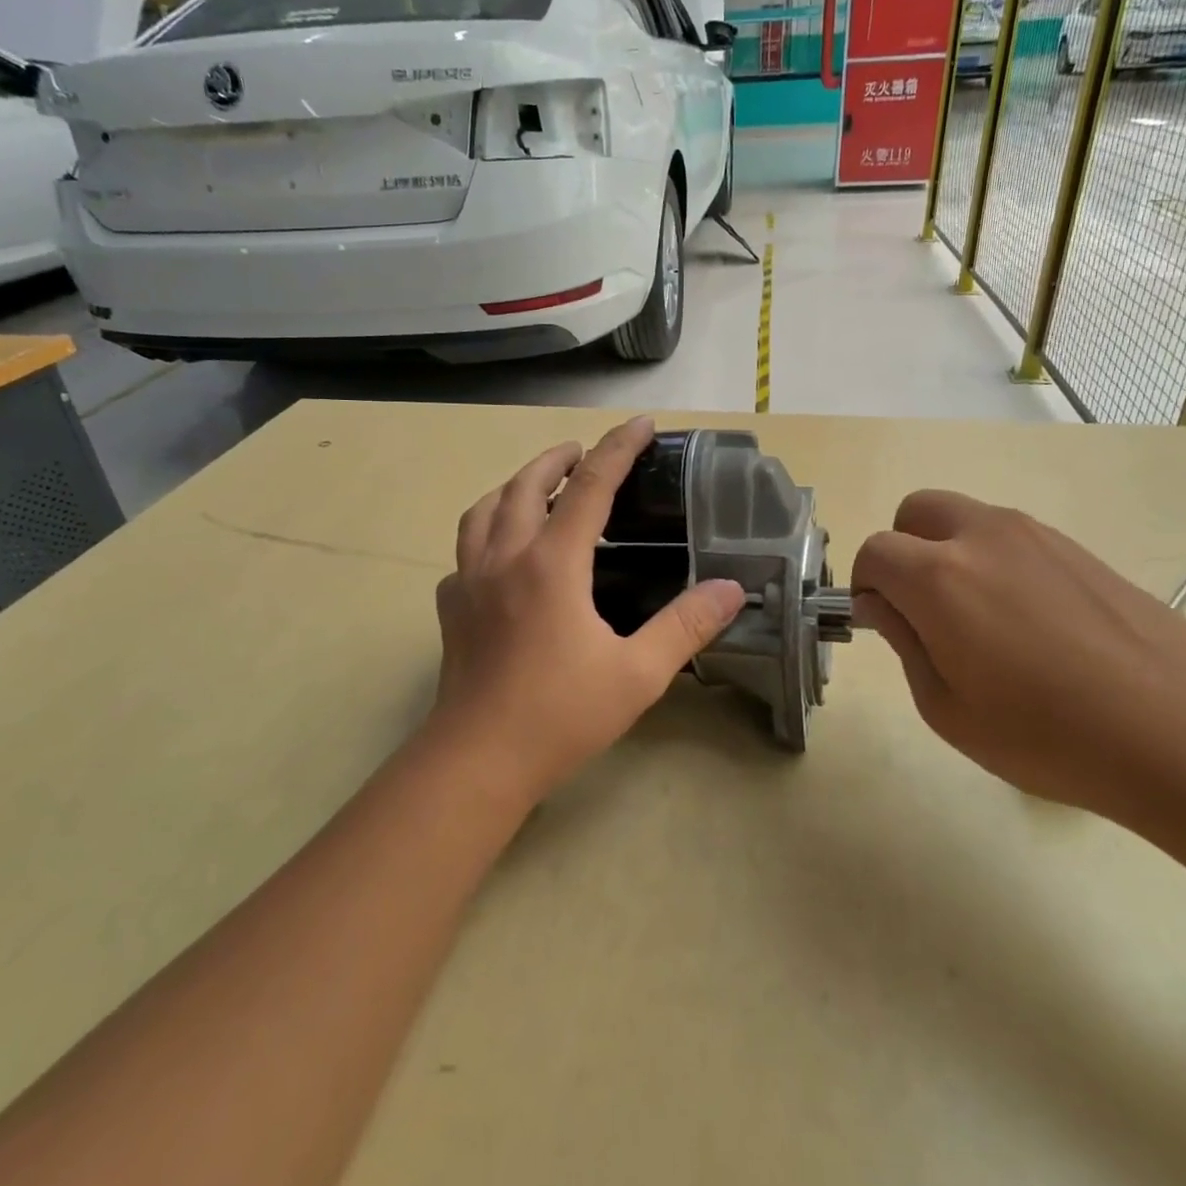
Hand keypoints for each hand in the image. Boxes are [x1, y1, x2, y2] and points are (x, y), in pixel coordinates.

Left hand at [428, 418, 745, 806]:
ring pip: (484, 510)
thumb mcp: (638, 673)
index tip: (640, 425)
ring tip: (534, 487)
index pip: (590, 487)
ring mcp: (470, 581)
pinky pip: (465, 552)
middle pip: (526, 485)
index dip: (618, 449)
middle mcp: (505, 558)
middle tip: (582, 452)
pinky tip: (499, 556)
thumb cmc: (560, 715)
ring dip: (512, 486)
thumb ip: (686, 626)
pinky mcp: (452, 608)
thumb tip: (733, 589)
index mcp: (552, 564)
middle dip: (557, 459)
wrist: (479, 760)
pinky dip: (484, 534)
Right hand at [851, 491, 1185, 819]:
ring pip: (966, 518)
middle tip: (922, 608)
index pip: (874, 551)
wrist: (1184, 733)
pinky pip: (1012, 537)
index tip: (883, 624)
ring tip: (982, 621)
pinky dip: (996, 560)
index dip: (866, 586)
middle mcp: (983, 536)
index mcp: (939, 576)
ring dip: (949, 552)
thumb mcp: (947, 709)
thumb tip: (882, 605)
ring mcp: (1037, 536)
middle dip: (902, 550)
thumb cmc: (1048, 735)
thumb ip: (903, 643)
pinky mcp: (1078, 548)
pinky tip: (1030, 623)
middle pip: (915, 511)